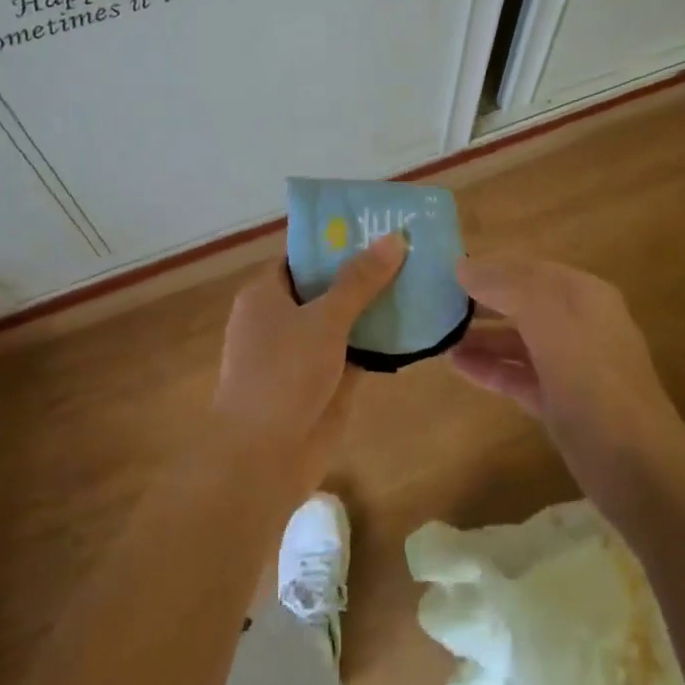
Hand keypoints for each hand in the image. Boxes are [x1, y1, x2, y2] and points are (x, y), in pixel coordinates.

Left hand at [210, 232, 406, 494]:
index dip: (339, 238)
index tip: (379, 224)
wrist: (261, 459)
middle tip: (413, 248)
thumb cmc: (283, 375)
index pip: (304, 254)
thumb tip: (393, 237)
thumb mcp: (324, 319)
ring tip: (423, 278)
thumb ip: (359, 280)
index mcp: (267, 293)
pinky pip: (355, 349)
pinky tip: (416, 324)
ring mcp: (303, 351)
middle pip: (328, 284)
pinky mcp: (323, 381)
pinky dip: (380, 339)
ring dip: (377, 305)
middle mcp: (282, 317)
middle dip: (366, 270)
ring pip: (345, 318)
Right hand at [453, 255, 684, 488]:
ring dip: (480, 336)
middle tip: (434, 303)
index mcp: (583, 295)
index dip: (488, 268)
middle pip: (522, 303)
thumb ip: (507, 287)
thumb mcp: (550, 321)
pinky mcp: (560, 403)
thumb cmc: (593, 381)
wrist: (638, 469)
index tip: (444, 272)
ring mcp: (570, 366)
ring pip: (517, 341)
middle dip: (481, 302)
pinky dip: (490, 368)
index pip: (527, 269)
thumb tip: (463, 267)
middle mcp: (578, 324)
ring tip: (437, 336)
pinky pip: (518, 375)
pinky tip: (456, 366)